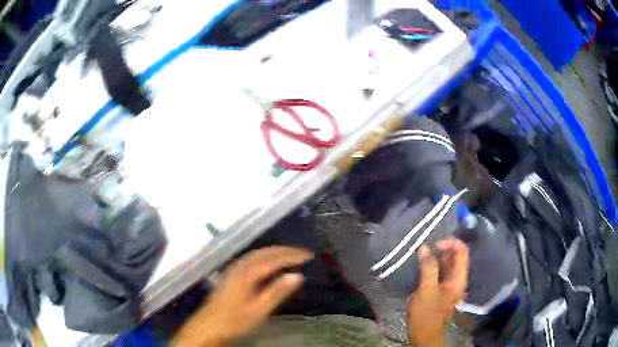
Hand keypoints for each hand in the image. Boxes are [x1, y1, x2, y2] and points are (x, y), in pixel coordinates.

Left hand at [174, 246, 312, 346]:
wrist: (209, 325)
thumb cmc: (234, 320)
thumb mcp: (258, 310)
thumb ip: (277, 292)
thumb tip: (297, 276)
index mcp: (247, 274)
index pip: (274, 259)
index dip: (292, 256)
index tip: (308, 256)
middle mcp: (240, 267)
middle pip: (264, 252)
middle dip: (285, 250)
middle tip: (303, 254)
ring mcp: (233, 270)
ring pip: (256, 254)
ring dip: (275, 252)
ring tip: (290, 255)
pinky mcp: (230, 275)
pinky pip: (251, 259)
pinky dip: (265, 257)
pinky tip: (268, 264)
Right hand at [407, 239, 468, 346]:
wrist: (426, 337)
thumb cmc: (428, 315)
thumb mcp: (427, 290)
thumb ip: (428, 268)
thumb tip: (425, 247)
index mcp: (458, 277)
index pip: (462, 251)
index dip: (450, 243)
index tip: (433, 244)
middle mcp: (456, 279)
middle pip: (454, 257)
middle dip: (440, 249)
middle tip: (423, 248)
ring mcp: (447, 286)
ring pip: (444, 266)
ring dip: (433, 259)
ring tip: (418, 256)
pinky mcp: (438, 292)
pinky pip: (437, 274)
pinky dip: (429, 268)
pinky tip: (418, 268)